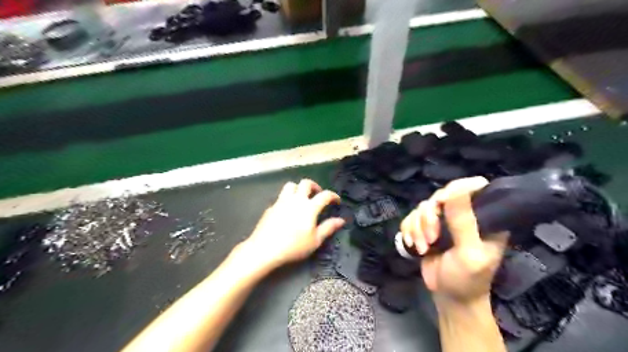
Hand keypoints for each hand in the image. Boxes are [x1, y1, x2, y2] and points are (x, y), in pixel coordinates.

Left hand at [241, 181, 345, 270]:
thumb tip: (341, 220)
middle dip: (315, 186)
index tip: (336, 201)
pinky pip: (281, 197)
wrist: (265, 249)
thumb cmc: (293, 246)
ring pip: (291, 185)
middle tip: (318, 194)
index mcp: (309, 207)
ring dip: (299, 188)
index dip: (333, 196)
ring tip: (302, 197)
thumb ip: (328, 228)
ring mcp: (281, 201)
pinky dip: (287, 198)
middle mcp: (296, 200)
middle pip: (306, 183)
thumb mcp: (315, 240)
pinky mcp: (271, 207)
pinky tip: (288, 210)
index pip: (325, 195)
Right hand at [399, 177, 505, 303]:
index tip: (441, 204)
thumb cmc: (467, 279)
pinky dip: (408, 230)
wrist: (449, 297)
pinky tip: (413, 245)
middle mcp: (463, 214)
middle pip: (440, 196)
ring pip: (422, 207)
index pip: (473, 186)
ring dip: (417, 228)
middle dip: (429, 217)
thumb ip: (463, 222)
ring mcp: (443, 220)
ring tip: (423, 248)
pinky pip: (411, 217)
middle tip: (431, 238)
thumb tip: (455, 189)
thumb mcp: (469, 253)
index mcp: (483, 217)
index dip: (455, 189)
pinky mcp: (426, 227)